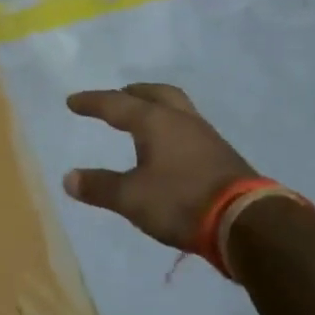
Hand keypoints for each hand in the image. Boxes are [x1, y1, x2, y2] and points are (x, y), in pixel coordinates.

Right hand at [63, 84, 256, 250]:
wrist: (246, 222)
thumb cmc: (181, 201)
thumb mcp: (131, 198)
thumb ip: (99, 187)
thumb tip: (69, 178)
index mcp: (156, 122)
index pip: (117, 105)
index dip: (93, 102)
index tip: (73, 101)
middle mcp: (182, 121)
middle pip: (157, 94)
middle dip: (134, 93)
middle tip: (118, 96)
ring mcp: (207, 137)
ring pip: (178, 109)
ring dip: (157, 108)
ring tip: (142, 120)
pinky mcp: (222, 156)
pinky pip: (190, 130)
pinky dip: (172, 129)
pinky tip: (169, 148)